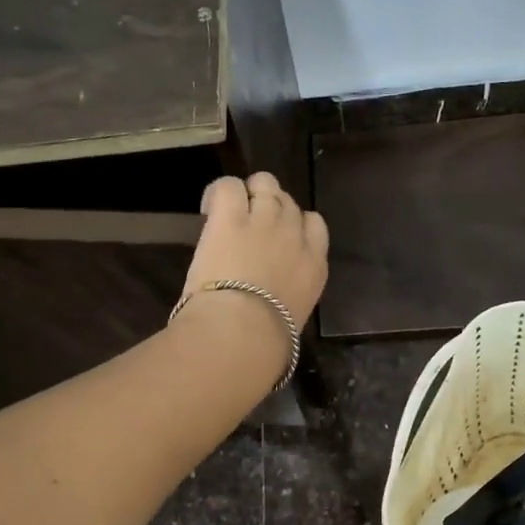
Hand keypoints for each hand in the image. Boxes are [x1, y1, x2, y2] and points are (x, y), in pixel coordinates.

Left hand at [174, 173, 328, 378]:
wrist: (243, 331)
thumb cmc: (266, 341)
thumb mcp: (291, 316)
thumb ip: (288, 295)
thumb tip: (273, 301)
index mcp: (314, 265)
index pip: (314, 225)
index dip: (295, 224)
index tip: (276, 239)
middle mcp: (294, 235)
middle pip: (288, 202)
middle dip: (270, 208)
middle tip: (248, 227)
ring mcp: (264, 220)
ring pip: (264, 183)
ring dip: (248, 194)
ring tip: (229, 213)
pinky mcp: (231, 216)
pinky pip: (229, 185)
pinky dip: (219, 193)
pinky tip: (209, 209)